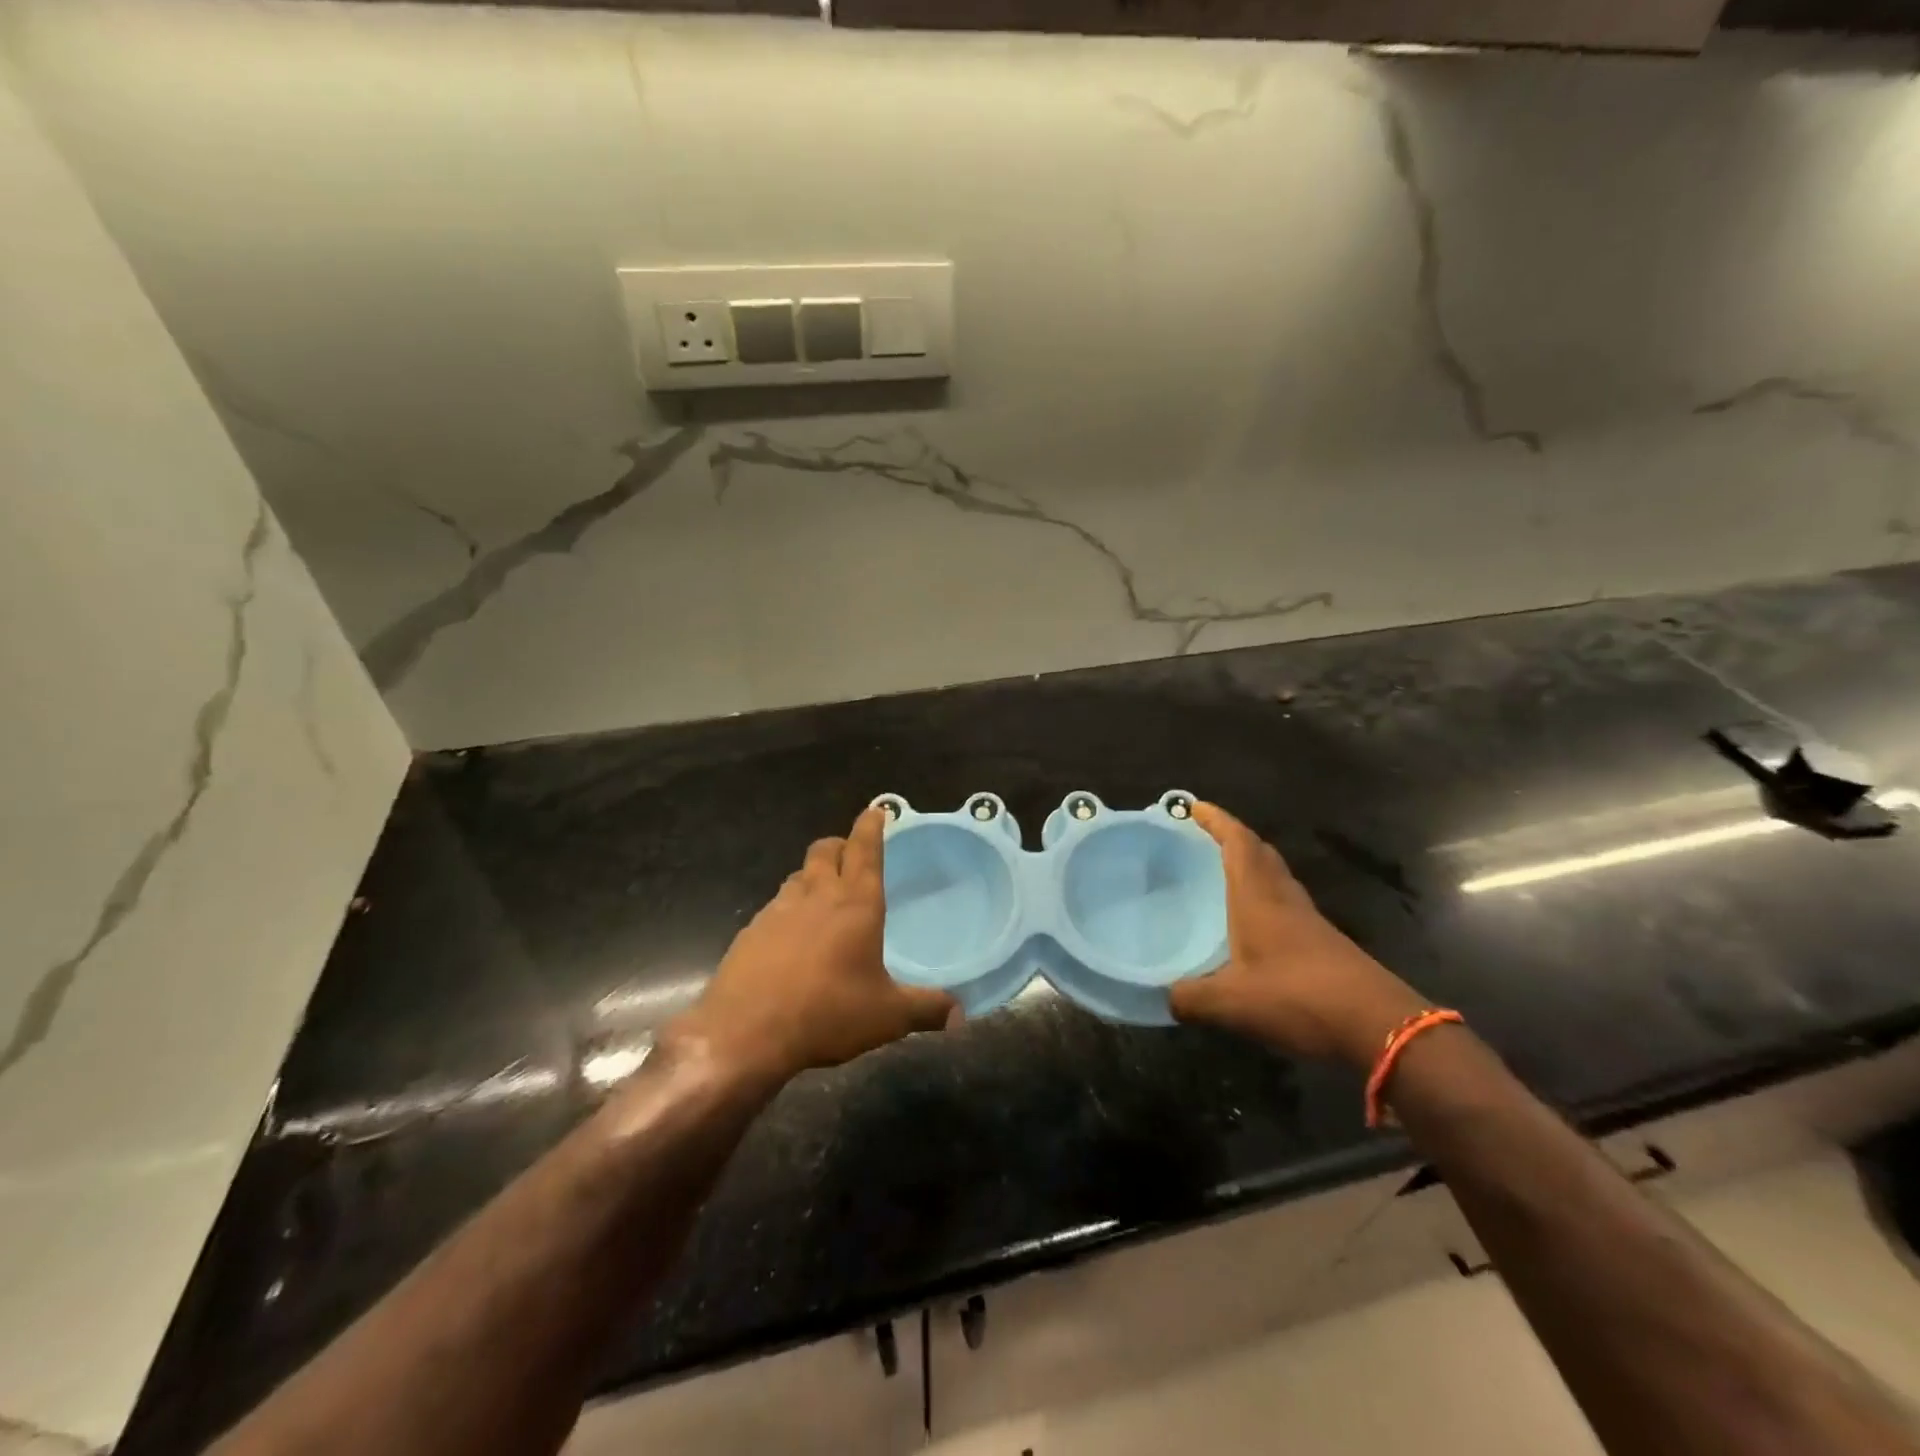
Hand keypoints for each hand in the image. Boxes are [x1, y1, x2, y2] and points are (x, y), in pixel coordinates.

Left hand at [669, 807, 954, 1086]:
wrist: (745, 1032)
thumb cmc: (827, 1013)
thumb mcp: (887, 1016)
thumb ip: (926, 1010)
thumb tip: (960, 1015)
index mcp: (855, 904)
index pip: (865, 849)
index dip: (871, 826)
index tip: (876, 810)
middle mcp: (816, 896)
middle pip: (825, 850)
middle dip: (840, 845)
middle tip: (850, 855)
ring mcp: (777, 911)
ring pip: (797, 876)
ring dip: (812, 876)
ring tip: (822, 897)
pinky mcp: (750, 932)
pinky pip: (774, 907)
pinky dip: (788, 911)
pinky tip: (790, 940)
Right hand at [1169, 803, 1424, 1066]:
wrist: (1379, 1026)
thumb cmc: (1298, 997)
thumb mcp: (1230, 1003)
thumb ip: (1190, 997)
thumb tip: (1166, 996)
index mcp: (1259, 896)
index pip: (1238, 842)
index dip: (1216, 820)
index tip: (1191, 806)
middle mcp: (1284, 898)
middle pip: (1260, 854)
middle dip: (1232, 839)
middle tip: (1201, 839)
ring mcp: (1308, 920)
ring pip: (1276, 878)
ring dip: (1250, 868)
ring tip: (1219, 877)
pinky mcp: (1323, 943)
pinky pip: (1286, 905)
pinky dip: (1264, 899)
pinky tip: (1249, 925)